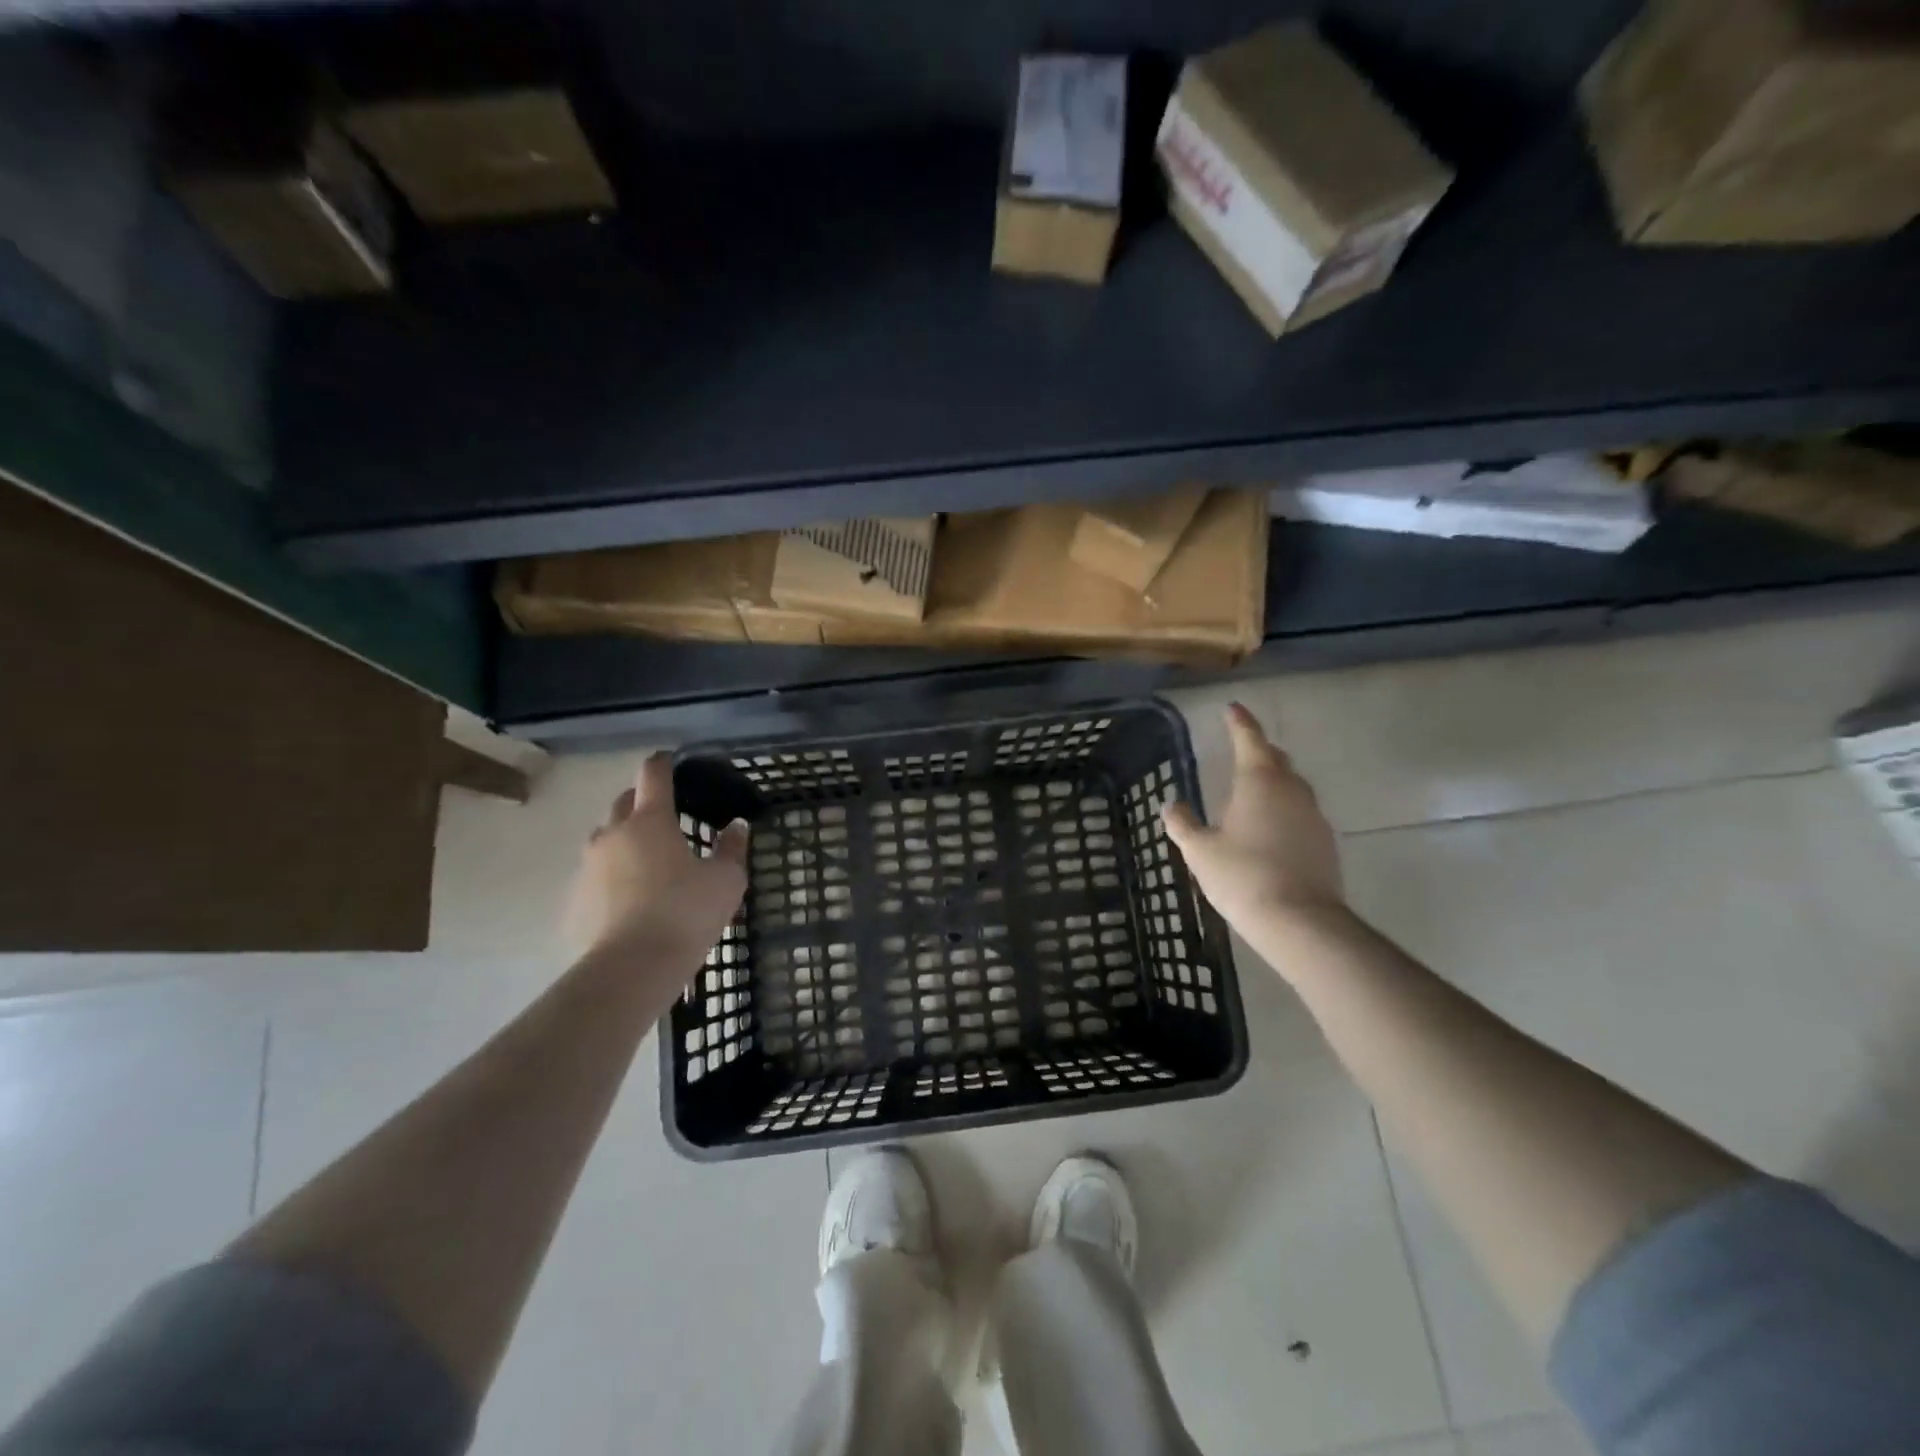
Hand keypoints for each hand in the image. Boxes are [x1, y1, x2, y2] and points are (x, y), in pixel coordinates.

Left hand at [564, 752, 748, 968]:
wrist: (631, 969)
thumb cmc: (686, 914)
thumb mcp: (726, 881)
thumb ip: (732, 849)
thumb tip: (737, 826)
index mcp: (651, 821)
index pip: (654, 775)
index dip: (663, 763)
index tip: (671, 760)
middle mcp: (613, 834)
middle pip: (624, 802)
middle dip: (642, 801)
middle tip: (665, 815)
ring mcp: (588, 867)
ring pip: (605, 838)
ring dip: (624, 838)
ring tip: (647, 859)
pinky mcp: (575, 900)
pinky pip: (595, 875)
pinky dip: (612, 876)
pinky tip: (629, 898)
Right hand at [1162, 703, 1343, 932]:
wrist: (1299, 920)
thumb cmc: (1242, 875)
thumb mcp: (1199, 850)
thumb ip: (1183, 823)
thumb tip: (1171, 804)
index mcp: (1259, 781)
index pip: (1249, 739)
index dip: (1239, 721)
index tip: (1232, 707)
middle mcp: (1291, 789)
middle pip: (1275, 759)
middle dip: (1258, 750)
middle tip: (1240, 749)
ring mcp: (1313, 815)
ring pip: (1291, 786)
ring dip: (1272, 781)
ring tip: (1251, 792)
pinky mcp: (1325, 842)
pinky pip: (1300, 813)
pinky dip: (1283, 810)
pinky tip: (1269, 829)